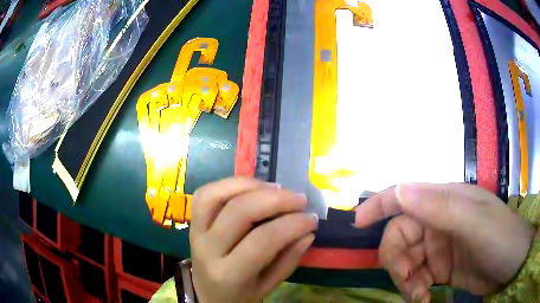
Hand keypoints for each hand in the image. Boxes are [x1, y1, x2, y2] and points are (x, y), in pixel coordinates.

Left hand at [189, 177, 317, 302]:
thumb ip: (288, 260)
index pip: (262, 240)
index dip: (292, 224)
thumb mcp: (268, 286)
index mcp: (229, 274)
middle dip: (276, 200)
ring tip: (276, 188)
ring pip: (216, 195)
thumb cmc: (240, 295)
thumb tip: (308, 232)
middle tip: (300, 199)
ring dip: (250, 185)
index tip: (312, 218)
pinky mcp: (192, 223)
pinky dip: (228, 184)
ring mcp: (195, 233)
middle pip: (239, 212)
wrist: (208, 297)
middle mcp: (207, 250)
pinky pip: (205, 194)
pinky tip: (251, 187)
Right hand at [354, 183, 534, 301]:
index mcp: (447, 202)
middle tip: (410, 284)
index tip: (357, 224)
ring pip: (406, 259)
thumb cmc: (501, 240)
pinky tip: (423, 298)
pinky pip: (416, 276)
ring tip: (419, 296)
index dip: (379, 205)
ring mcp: (441, 246)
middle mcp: (440, 221)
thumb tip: (400, 190)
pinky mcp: (442, 267)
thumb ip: (441, 207)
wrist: (513, 266)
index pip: (406, 196)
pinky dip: (414, 289)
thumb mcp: (475, 224)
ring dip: (406, 280)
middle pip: (401, 235)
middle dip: (397, 261)